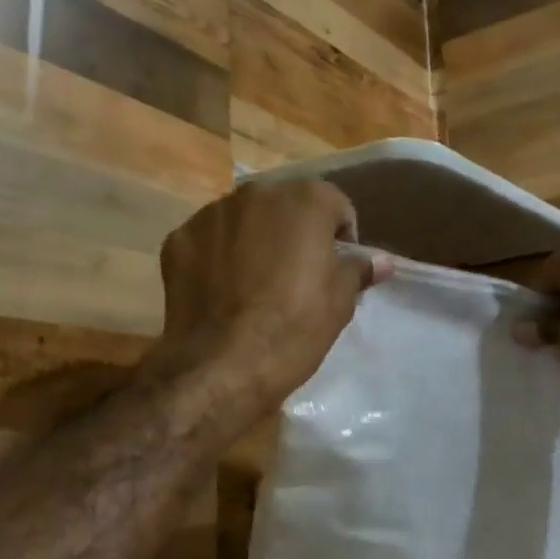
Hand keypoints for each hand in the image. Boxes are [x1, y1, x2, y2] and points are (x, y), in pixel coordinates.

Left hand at [146, 181, 392, 414]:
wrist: (220, 366)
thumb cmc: (292, 330)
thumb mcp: (339, 303)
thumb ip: (358, 270)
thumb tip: (381, 261)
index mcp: (305, 199)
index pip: (335, 206)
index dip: (340, 238)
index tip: (336, 269)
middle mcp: (256, 192)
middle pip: (285, 206)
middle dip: (293, 232)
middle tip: (295, 275)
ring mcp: (211, 213)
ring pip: (243, 220)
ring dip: (253, 240)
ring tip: (254, 283)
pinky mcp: (178, 238)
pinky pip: (208, 240)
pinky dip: (217, 256)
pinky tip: (221, 291)